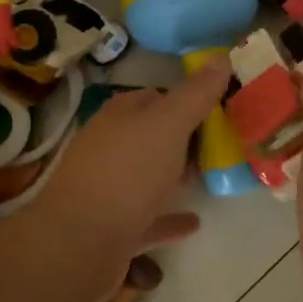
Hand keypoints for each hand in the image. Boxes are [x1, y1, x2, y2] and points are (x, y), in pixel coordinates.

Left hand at [29, 57, 232, 275]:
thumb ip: (196, 94)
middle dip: (183, 138)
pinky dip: (169, 217)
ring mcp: (107, 190)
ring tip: (211, 176)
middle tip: (223, 143)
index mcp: (119, 116)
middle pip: (151, 136)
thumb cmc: (127, 172)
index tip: (220, 108)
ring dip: (174, 176)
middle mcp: (109, 147)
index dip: (187, 99)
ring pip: (147, 176)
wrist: (79, 243)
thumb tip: (221, 58)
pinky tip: (194, 222)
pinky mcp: (111, 229)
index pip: (155, 97)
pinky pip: (147, 219)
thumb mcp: (168, 124)